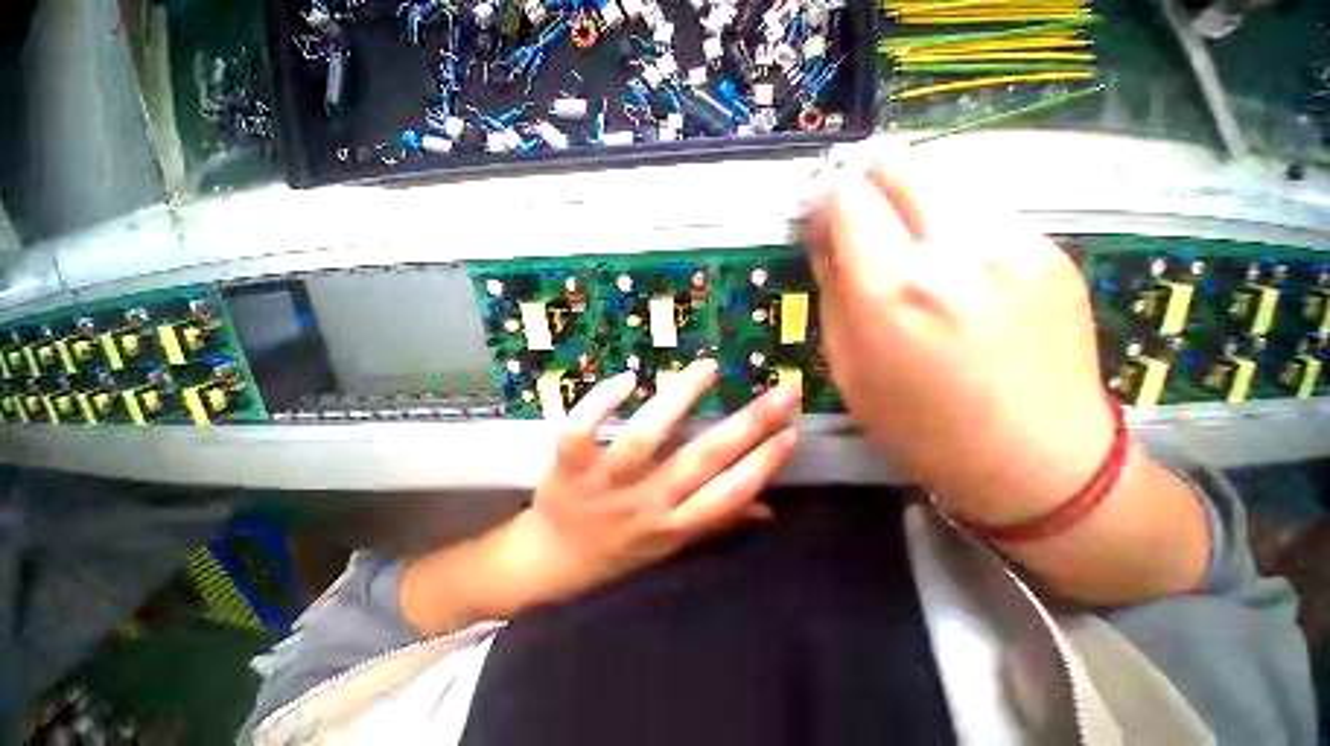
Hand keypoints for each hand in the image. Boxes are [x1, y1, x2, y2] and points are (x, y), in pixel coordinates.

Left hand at [402, 359, 799, 633]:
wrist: (551, 562)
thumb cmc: (619, 549)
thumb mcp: (673, 545)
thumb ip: (719, 522)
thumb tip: (769, 509)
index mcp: (674, 525)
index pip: (729, 493)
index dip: (763, 464)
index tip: (792, 431)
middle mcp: (646, 503)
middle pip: (702, 461)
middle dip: (748, 424)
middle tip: (781, 390)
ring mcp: (605, 483)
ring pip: (644, 439)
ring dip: (679, 399)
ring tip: (708, 368)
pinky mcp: (569, 467)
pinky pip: (581, 432)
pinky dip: (602, 403)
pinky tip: (628, 378)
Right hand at [802, 144, 1115, 525]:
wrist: (1037, 459)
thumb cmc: (919, 425)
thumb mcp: (847, 366)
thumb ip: (833, 292)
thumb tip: (825, 242)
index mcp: (891, 289)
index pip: (846, 199)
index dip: (824, 201)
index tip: (819, 220)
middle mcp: (954, 248)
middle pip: (899, 164)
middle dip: (866, 181)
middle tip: (857, 218)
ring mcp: (1014, 241)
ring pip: (944, 180)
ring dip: (910, 202)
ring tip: (906, 246)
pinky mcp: (1050, 249)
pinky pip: (983, 211)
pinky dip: (952, 224)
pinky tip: (956, 269)